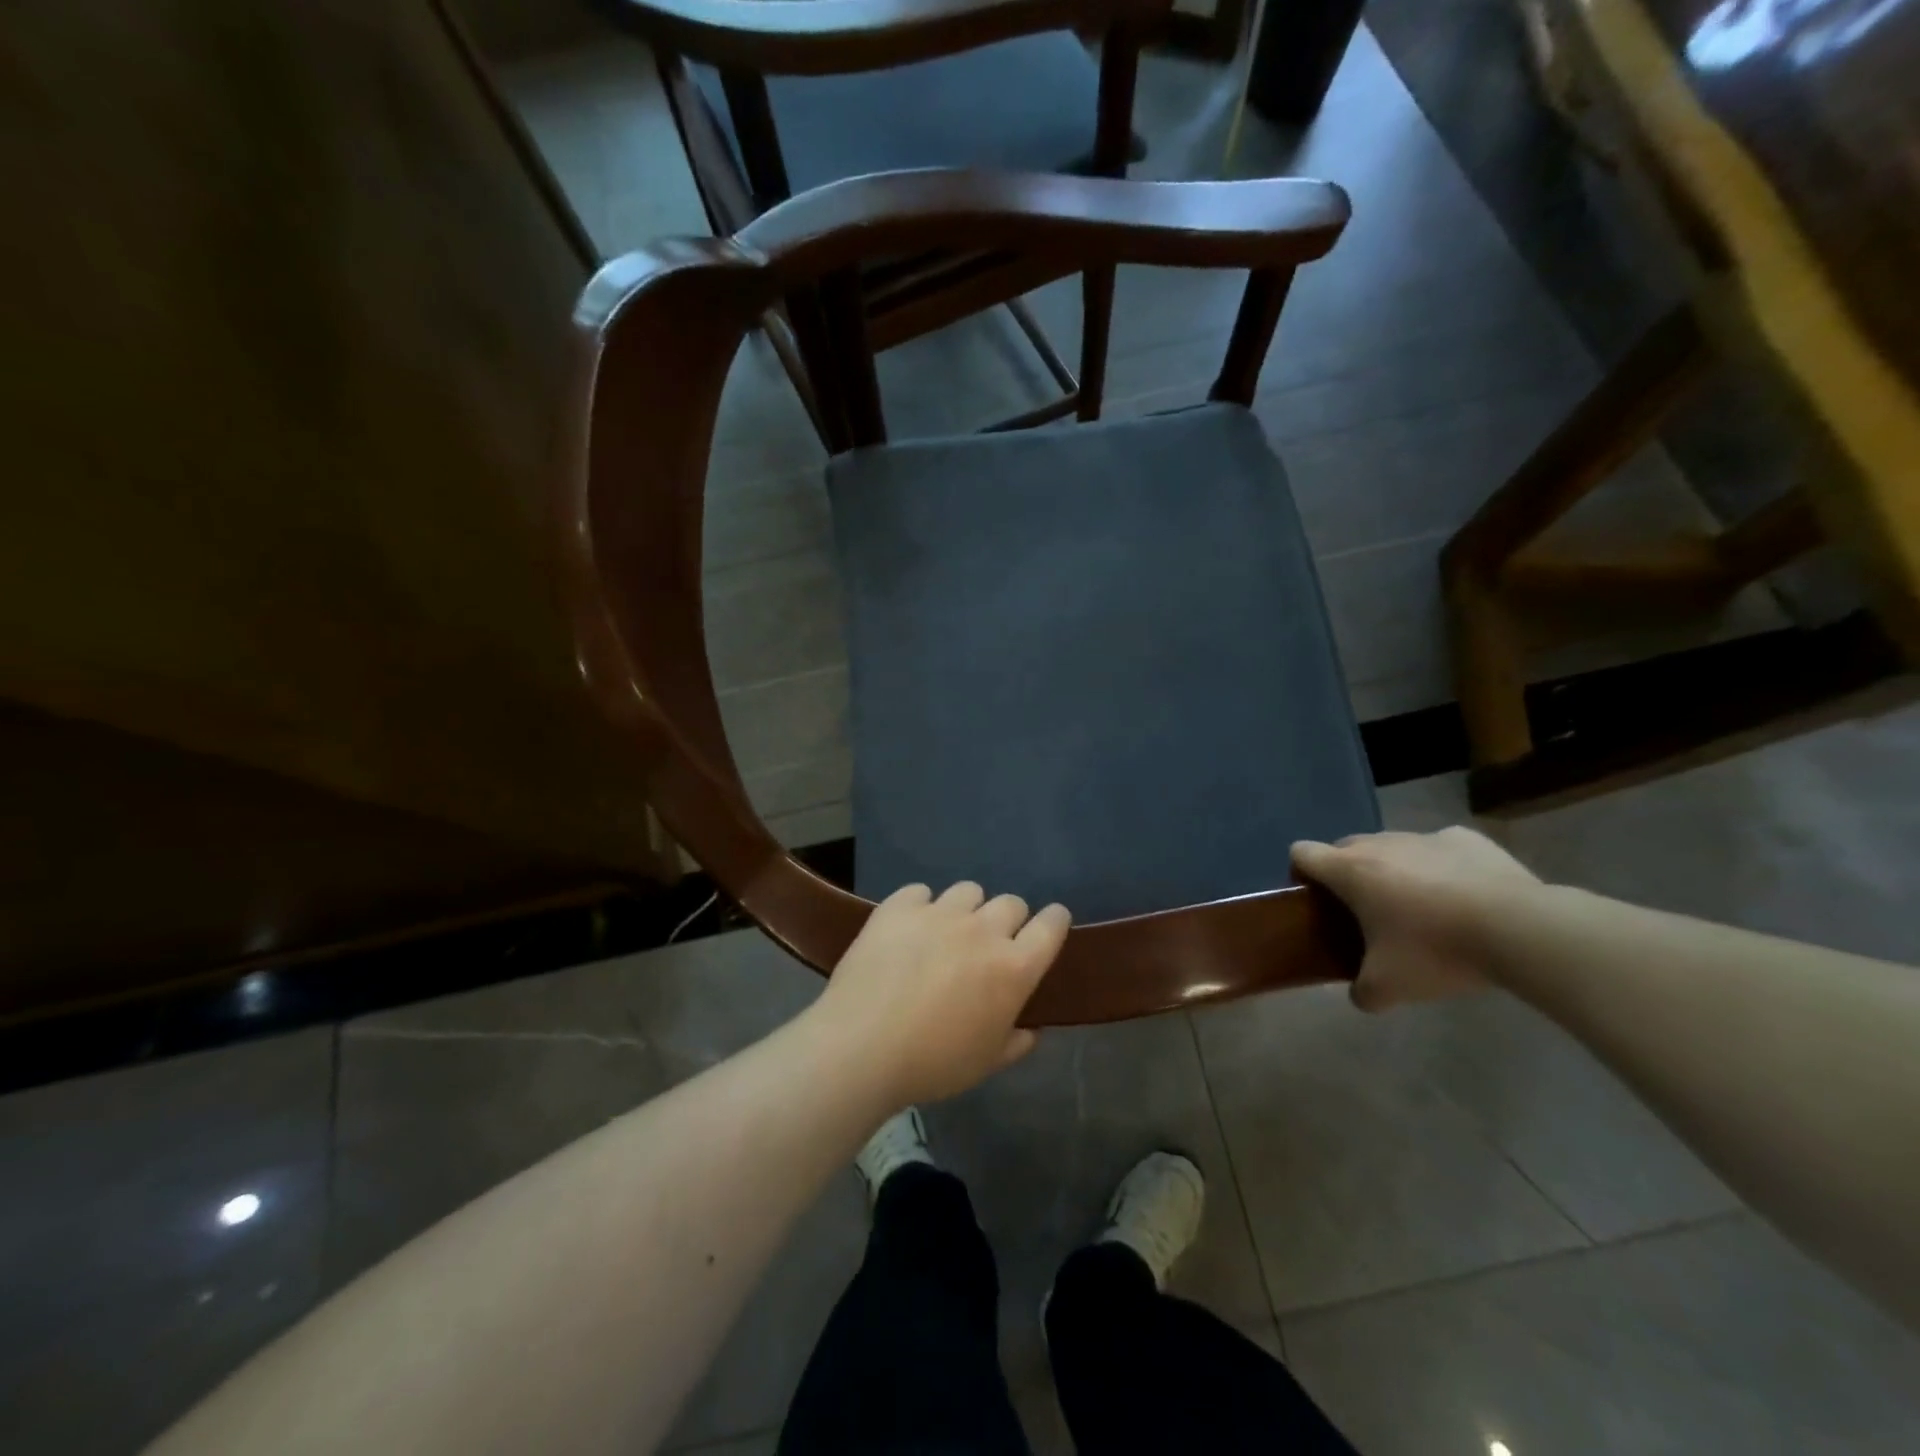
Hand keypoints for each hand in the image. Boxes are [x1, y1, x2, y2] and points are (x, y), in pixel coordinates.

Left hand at [807, 882, 1071, 1106]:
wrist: (861, 1046)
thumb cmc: (932, 1063)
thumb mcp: (985, 1064)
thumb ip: (1015, 1043)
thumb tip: (1030, 1030)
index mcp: (1014, 968)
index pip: (1051, 926)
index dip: (1054, 921)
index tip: (1049, 925)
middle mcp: (983, 930)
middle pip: (1011, 903)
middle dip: (1007, 919)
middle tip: (987, 945)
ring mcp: (940, 913)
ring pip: (968, 891)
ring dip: (965, 909)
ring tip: (945, 933)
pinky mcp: (900, 907)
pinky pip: (920, 892)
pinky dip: (919, 907)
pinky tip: (907, 929)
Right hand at [1291, 827, 1540, 1009]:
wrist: (1520, 929)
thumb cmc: (1437, 951)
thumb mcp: (1389, 987)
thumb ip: (1362, 991)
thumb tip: (1359, 994)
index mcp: (1350, 871)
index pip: (1302, 852)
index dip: (1301, 873)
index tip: (1316, 900)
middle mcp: (1380, 844)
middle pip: (1345, 847)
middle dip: (1348, 873)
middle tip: (1368, 912)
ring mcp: (1425, 836)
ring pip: (1393, 846)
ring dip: (1395, 869)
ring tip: (1422, 908)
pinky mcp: (1467, 838)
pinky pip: (1440, 847)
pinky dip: (1442, 866)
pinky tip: (1464, 895)